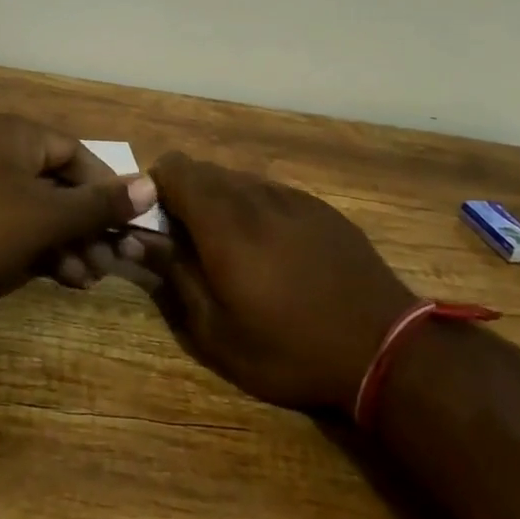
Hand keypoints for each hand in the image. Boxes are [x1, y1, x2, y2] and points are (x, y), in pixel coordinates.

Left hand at [0, 114, 158, 338]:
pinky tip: (57, 277)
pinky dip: (34, 251)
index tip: (129, 228)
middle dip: (88, 225)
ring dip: (66, 243)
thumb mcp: (41, 216)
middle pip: (58, 185)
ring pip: (35, 213)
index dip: (108, 191)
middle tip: (113, 263)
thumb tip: (151, 184)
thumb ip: (96, 204)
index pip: (79, 156)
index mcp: (17, 136)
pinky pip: (8, 231)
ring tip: (88, 278)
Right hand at [139, 152, 417, 413]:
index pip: (174, 169)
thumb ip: (173, 274)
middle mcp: (256, 196)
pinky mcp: (320, 208)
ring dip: (220, 202)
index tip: (153, 222)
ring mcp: (293, 198)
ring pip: (238, 180)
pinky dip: (255, 209)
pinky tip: (272, 251)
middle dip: (184, 195)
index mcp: (224, 222)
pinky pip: (272, 192)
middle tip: (187, 242)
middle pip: (204, 170)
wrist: (385, 348)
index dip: (154, 187)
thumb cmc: (289, 349)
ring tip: (231, 250)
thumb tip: (134, 238)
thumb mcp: (217, 331)